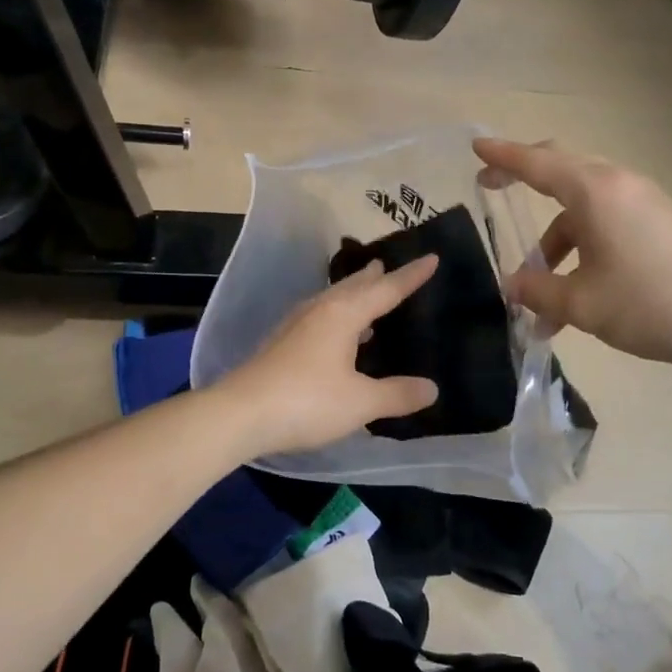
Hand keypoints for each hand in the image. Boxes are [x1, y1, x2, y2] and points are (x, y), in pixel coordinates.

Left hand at [216, 256, 440, 456]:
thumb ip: (397, 394)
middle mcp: (319, 311)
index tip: (431, 258)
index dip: (411, 276)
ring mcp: (296, 326)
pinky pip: (319, 318)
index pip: (385, 289)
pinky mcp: (281, 344)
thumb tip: (431, 388)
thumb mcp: (360, 402)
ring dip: (352, 295)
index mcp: (343, 314)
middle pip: (352, 287)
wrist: (240, 413)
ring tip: (367, 295)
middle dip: (373, 277)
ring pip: (332, 300)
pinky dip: (337, 317)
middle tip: (387, 265)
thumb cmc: (306, 401)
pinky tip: (338, 336)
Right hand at [474, 137, 671, 368]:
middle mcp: (618, 185)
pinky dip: (580, 249)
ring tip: (537, 292)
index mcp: (594, 192)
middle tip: (492, 188)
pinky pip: (604, 222)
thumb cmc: (649, 302)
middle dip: (524, 178)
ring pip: (581, 207)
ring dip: (553, 242)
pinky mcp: (657, 223)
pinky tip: (574, 296)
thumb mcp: (581, 304)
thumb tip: (514, 285)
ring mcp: (641, 202)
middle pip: (561, 169)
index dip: (503, 157)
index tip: (476, 149)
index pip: (537, 163)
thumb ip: (538, 292)